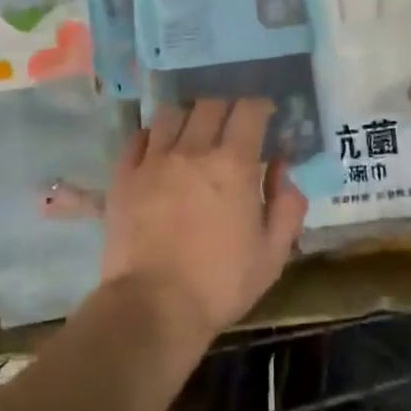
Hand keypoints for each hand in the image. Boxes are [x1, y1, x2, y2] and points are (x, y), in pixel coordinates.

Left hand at [100, 97, 308, 340]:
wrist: (153, 306)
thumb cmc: (220, 283)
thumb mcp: (273, 253)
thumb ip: (287, 205)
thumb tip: (281, 167)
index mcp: (234, 165)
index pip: (250, 110)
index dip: (261, 107)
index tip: (264, 117)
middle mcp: (192, 151)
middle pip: (210, 105)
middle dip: (226, 109)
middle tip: (231, 129)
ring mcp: (153, 161)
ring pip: (171, 114)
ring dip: (188, 118)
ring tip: (193, 136)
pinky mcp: (123, 176)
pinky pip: (137, 138)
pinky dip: (152, 136)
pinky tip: (159, 151)